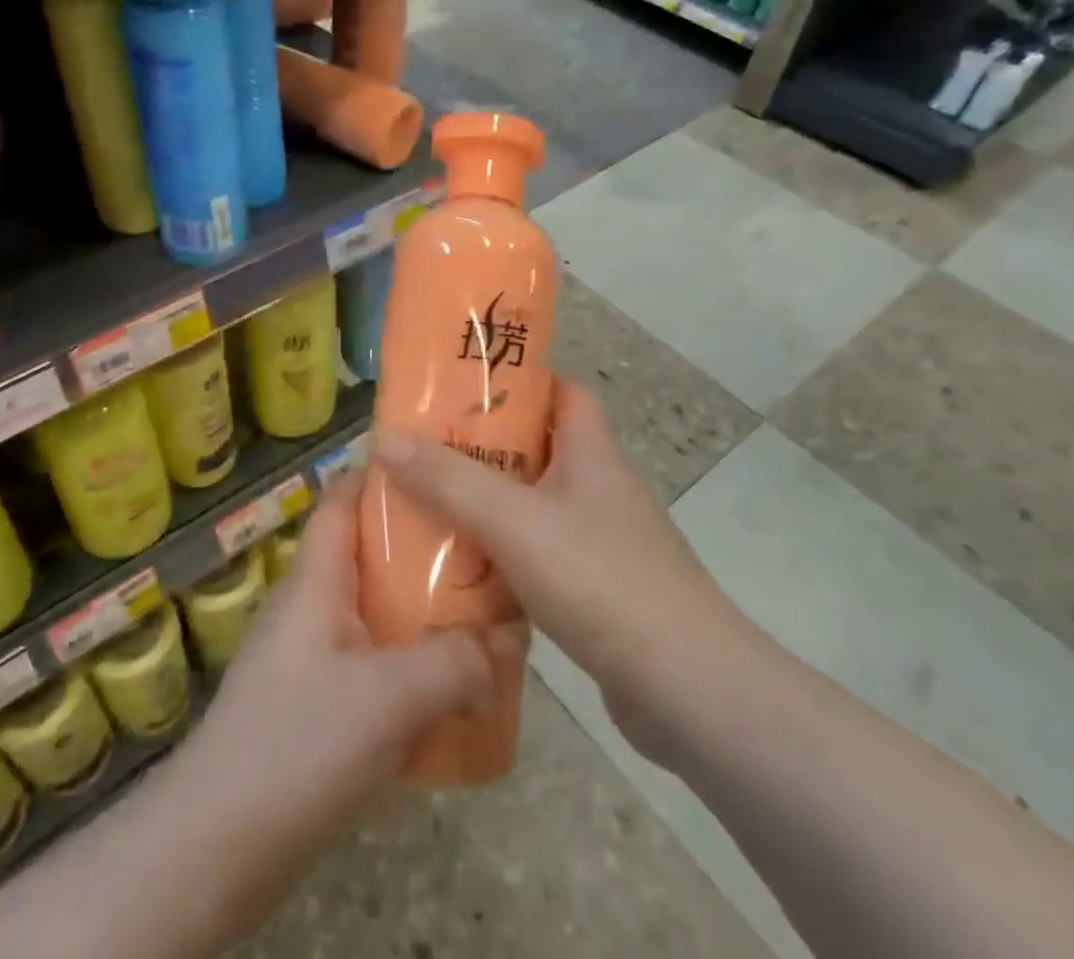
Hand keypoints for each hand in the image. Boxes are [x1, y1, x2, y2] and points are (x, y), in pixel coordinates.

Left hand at [166, 469, 514, 909]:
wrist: (217, 846)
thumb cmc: (296, 743)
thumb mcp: (387, 697)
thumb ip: (453, 662)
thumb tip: (508, 637)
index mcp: (315, 580)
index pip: (342, 500)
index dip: (383, 475)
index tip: (441, 467)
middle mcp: (310, 607)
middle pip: (369, 556)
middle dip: (424, 550)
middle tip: (486, 549)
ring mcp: (310, 658)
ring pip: (375, 614)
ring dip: (423, 614)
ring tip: (484, 617)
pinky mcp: (314, 707)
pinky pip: (372, 666)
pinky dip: (410, 667)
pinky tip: (452, 692)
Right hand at [371, 378, 747, 758]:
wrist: (690, 692)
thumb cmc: (602, 581)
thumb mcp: (514, 521)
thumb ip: (448, 480)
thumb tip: (383, 438)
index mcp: (591, 453)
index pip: (563, 391)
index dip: (519, 380)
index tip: (463, 386)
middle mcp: (599, 489)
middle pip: (537, 448)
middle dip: (482, 446)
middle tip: (424, 448)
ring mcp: (601, 543)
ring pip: (532, 505)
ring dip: (486, 504)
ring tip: (427, 504)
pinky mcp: (597, 591)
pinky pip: (537, 556)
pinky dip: (501, 556)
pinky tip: (461, 572)